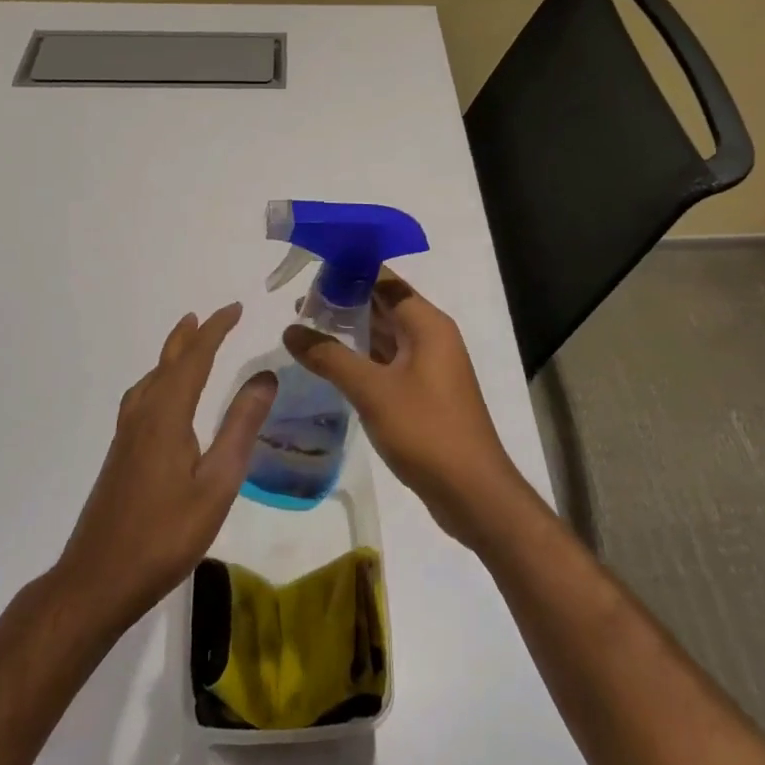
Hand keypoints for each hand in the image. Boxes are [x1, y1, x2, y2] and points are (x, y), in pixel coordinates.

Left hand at [56, 303, 276, 628]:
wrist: (98, 580)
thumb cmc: (165, 534)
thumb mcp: (217, 483)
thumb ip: (240, 426)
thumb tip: (265, 376)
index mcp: (167, 414)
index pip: (195, 357)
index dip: (215, 330)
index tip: (235, 308)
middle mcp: (143, 414)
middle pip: (167, 362)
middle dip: (190, 336)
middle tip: (206, 316)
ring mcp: (126, 435)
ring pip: (151, 379)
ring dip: (171, 356)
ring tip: (186, 345)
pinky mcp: (120, 455)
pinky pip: (142, 398)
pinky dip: (159, 380)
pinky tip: (162, 399)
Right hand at [284, 274, 528, 546]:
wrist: (473, 493)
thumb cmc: (426, 430)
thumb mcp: (372, 391)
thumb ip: (330, 357)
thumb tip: (291, 329)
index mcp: (427, 323)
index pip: (385, 280)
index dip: (349, 271)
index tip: (311, 272)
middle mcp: (430, 336)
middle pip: (383, 304)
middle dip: (344, 301)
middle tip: (299, 304)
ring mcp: (428, 366)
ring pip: (384, 334)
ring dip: (350, 330)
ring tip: (306, 329)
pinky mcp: (423, 392)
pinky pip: (387, 361)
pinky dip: (361, 358)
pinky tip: (330, 365)